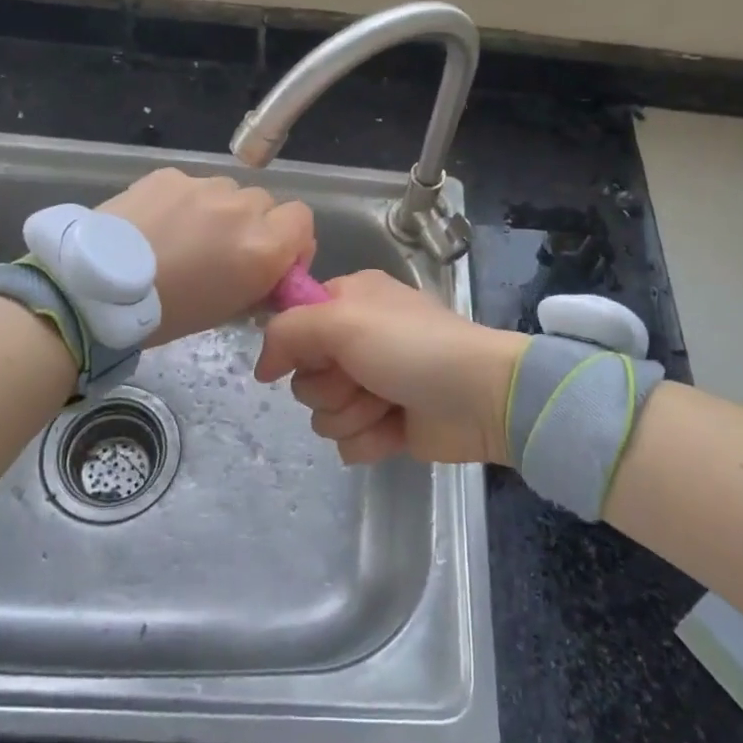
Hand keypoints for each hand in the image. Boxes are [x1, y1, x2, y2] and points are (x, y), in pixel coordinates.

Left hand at [99, 169, 313, 343]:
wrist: (97, 289)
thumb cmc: (168, 312)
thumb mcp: (227, 310)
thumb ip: (259, 283)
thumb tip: (267, 273)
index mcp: (263, 246)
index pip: (303, 220)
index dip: (293, 240)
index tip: (274, 261)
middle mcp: (241, 207)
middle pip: (265, 204)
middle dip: (253, 225)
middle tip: (224, 251)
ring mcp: (204, 186)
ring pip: (228, 192)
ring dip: (219, 211)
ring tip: (185, 237)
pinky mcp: (170, 175)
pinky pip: (192, 186)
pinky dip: (185, 203)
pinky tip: (158, 224)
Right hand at [254, 270, 525, 465]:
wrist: (480, 397)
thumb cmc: (411, 347)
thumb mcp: (342, 321)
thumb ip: (288, 331)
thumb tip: (262, 367)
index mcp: (350, 300)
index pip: (294, 323)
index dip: (298, 345)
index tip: (316, 355)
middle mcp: (357, 340)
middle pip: (305, 376)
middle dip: (330, 386)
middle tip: (362, 379)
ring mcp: (372, 384)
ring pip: (323, 413)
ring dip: (352, 414)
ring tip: (387, 404)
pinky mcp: (385, 424)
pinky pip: (348, 441)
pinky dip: (370, 439)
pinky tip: (395, 429)